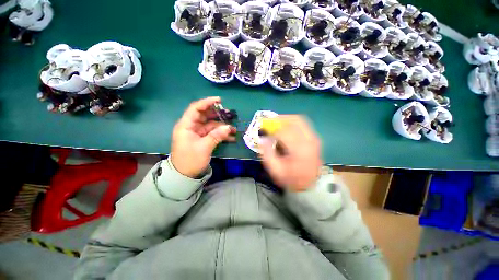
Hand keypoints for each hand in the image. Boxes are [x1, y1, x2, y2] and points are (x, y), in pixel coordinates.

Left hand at [170, 97, 234, 177]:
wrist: (185, 175)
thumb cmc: (190, 160)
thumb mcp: (204, 147)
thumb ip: (216, 136)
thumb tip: (228, 127)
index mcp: (186, 125)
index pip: (195, 108)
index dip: (207, 103)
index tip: (219, 101)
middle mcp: (191, 127)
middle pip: (205, 116)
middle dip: (217, 115)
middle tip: (229, 114)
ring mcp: (197, 133)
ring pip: (210, 125)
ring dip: (221, 126)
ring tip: (233, 128)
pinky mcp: (202, 139)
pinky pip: (213, 133)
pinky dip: (221, 134)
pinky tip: (231, 137)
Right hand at [261, 115, 321, 191]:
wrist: (310, 184)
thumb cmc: (291, 178)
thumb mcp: (275, 170)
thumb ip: (267, 154)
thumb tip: (263, 139)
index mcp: (299, 150)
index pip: (284, 132)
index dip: (271, 129)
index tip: (263, 129)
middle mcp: (309, 140)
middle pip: (295, 120)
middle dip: (280, 119)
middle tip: (270, 122)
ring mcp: (314, 138)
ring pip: (300, 120)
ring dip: (286, 119)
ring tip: (276, 123)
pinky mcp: (314, 138)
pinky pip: (303, 124)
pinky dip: (292, 123)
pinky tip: (285, 128)